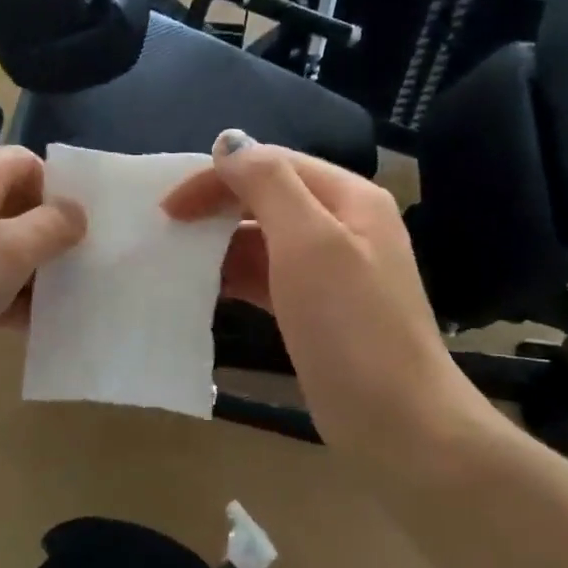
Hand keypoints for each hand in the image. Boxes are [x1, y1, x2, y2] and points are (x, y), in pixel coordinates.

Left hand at [0, 146, 85, 409]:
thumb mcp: (7, 251)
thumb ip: (51, 228)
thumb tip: (76, 210)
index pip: (27, 163)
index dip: (60, 190)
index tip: (89, 230)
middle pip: (15, 209)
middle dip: (52, 238)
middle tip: (90, 272)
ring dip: (32, 276)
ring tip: (72, 305)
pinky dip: (4, 302)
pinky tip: (33, 329)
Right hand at [164, 130, 490, 450]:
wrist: (399, 425)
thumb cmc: (351, 327)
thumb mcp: (309, 243)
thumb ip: (269, 183)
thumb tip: (228, 142)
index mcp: (348, 198)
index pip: (272, 163)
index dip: (217, 176)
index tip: (168, 208)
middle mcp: (342, 225)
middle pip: (268, 195)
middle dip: (217, 205)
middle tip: (167, 229)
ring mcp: (331, 270)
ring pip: (264, 237)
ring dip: (222, 241)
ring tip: (178, 258)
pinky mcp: (317, 308)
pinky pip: (268, 275)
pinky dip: (236, 274)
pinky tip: (205, 287)